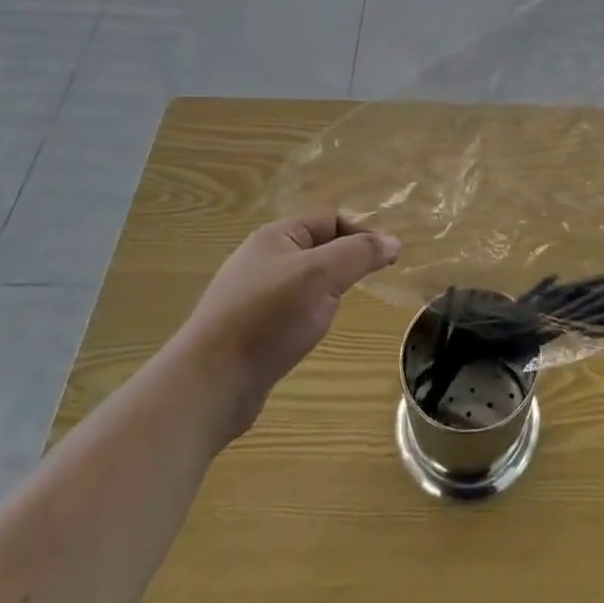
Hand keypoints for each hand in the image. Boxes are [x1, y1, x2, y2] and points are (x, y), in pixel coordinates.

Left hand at [176, 211, 398, 441]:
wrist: (210, 383)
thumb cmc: (269, 317)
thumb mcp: (323, 275)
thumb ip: (361, 253)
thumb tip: (393, 241)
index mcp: (276, 236)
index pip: (331, 219)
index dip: (361, 233)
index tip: (386, 259)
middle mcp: (262, 258)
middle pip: (318, 247)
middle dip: (346, 261)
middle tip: (368, 283)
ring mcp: (252, 295)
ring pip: (304, 280)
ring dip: (327, 290)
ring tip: (340, 308)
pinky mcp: (249, 329)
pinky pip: (289, 309)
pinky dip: (308, 314)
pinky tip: (311, 332)